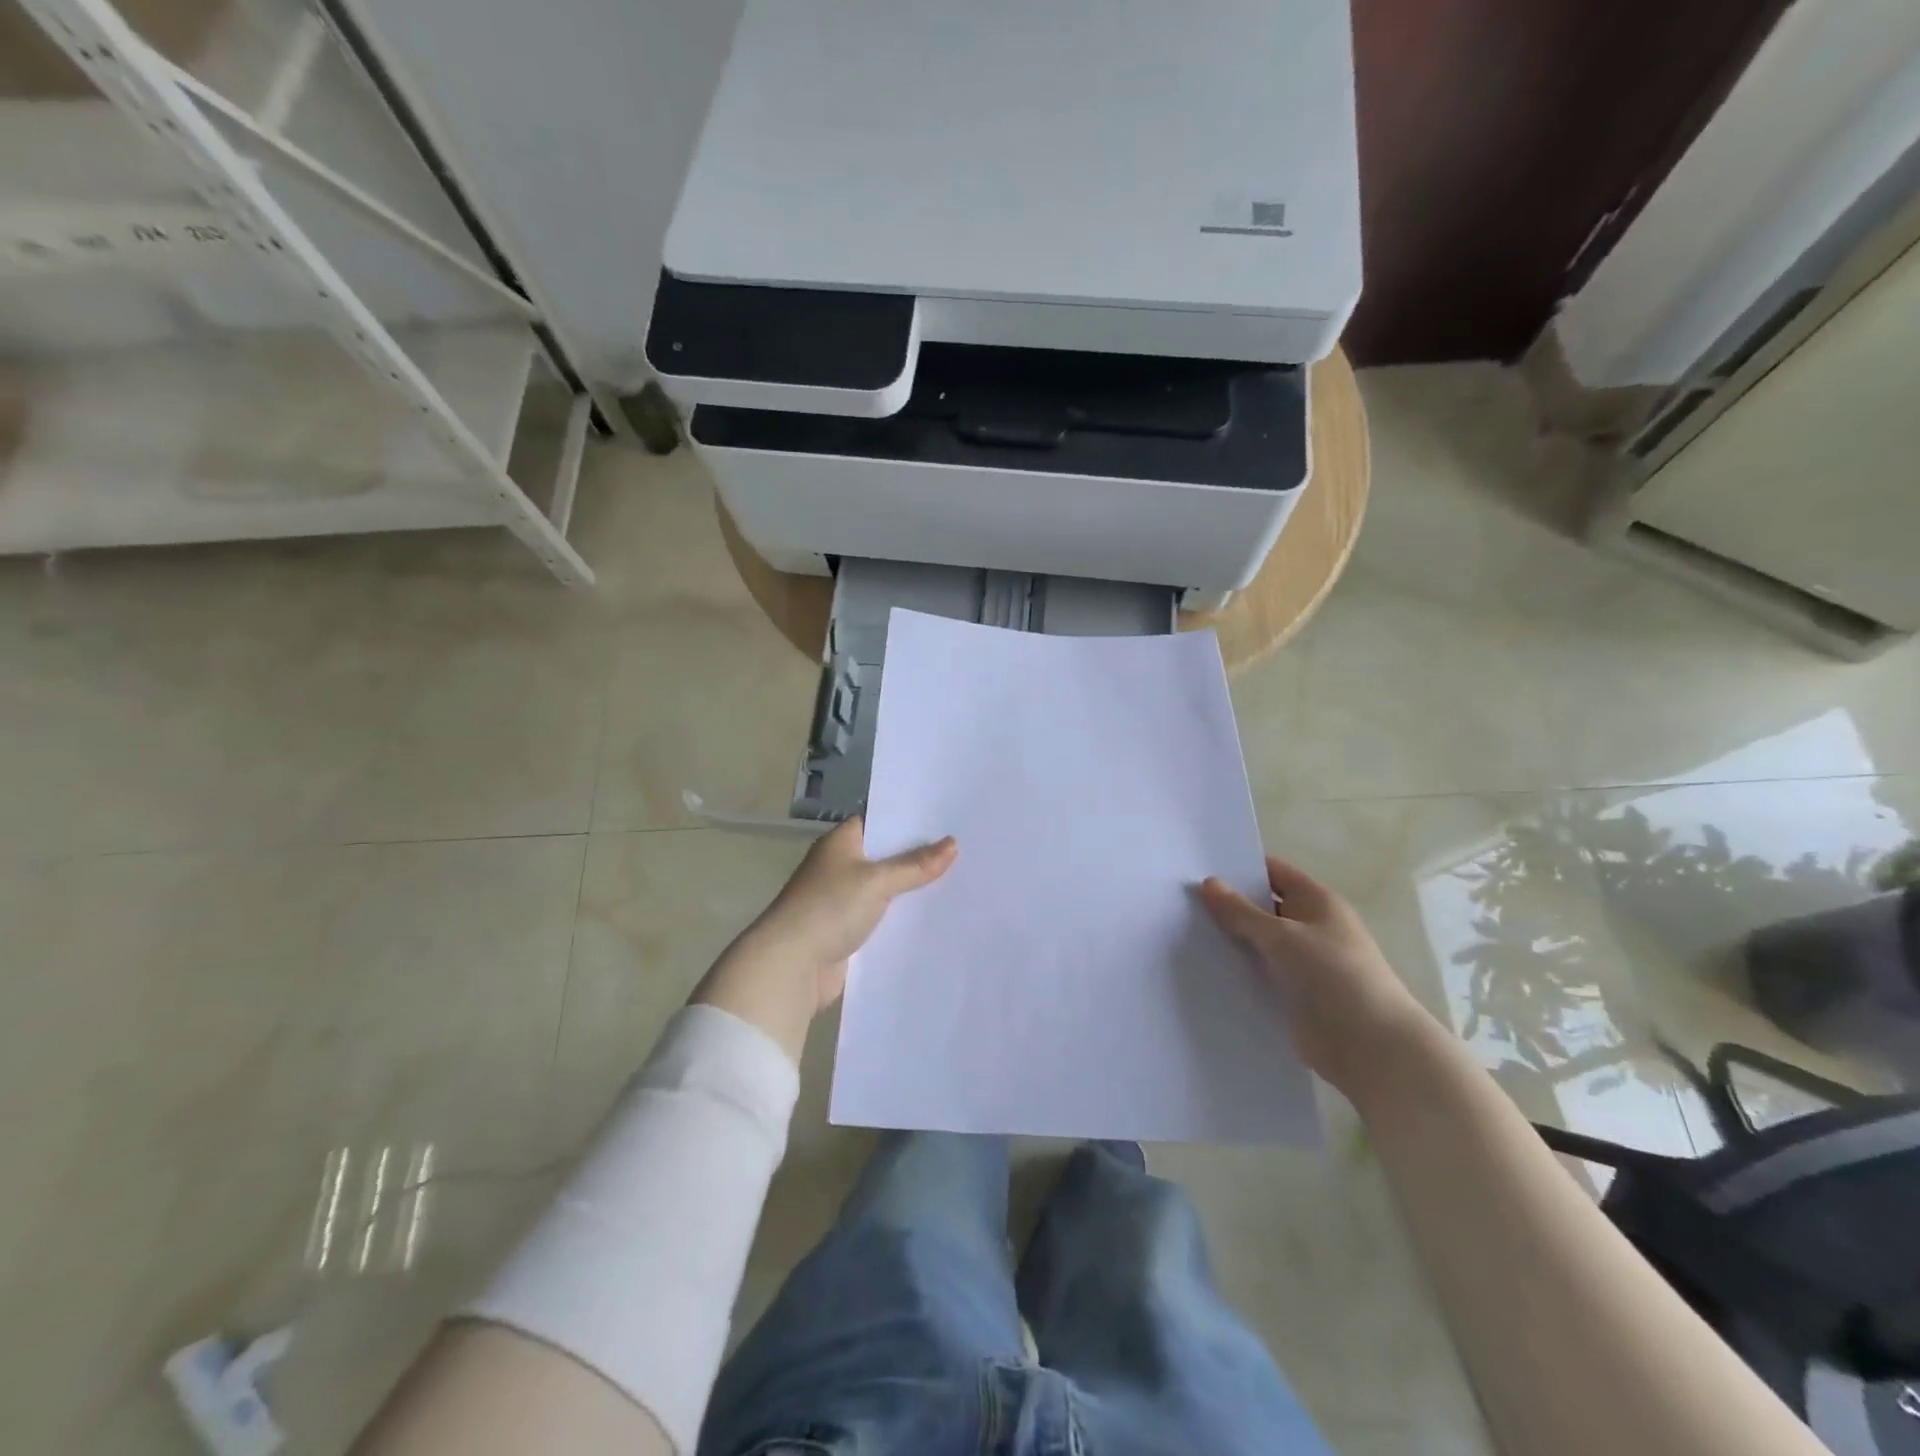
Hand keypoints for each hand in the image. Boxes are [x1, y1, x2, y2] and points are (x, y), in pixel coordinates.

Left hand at [692, 817, 957, 1062]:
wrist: (791, 966)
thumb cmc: (829, 908)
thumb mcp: (877, 881)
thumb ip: (915, 865)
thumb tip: (953, 843)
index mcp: (840, 843)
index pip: (879, 820)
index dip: (909, 819)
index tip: (946, 817)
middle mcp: (840, 867)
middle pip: (885, 856)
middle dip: (918, 856)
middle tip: (964, 848)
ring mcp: (843, 901)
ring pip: (886, 889)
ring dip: (912, 890)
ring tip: (959, 881)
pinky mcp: (848, 932)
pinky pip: (882, 918)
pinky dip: (902, 918)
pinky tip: (934, 917)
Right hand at [1200, 855, 1432, 1092]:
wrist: (1370, 1046)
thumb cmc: (1333, 975)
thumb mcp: (1282, 936)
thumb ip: (1241, 912)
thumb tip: (1209, 883)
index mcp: (1318, 902)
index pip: (1274, 873)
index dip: (1240, 868)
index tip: (1199, 868)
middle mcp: (1311, 927)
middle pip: (1263, 908)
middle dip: (1228, 905)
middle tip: (1180, 900)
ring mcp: (1303, 963)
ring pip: (1258, 943)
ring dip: (1230, 940)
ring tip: (1182, 931)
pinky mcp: (1295, 994)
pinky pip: (1260, 973)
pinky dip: (1238, 970)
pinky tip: (1204, 968)